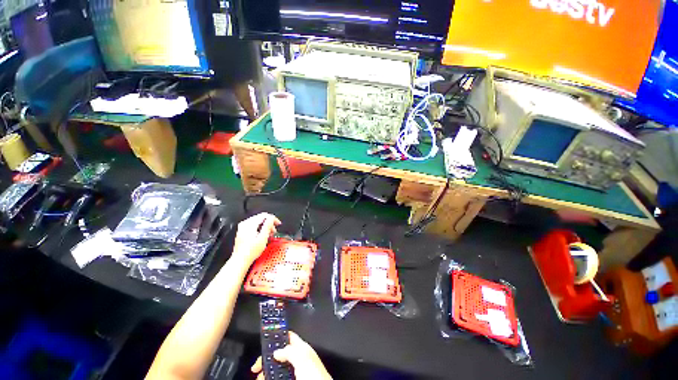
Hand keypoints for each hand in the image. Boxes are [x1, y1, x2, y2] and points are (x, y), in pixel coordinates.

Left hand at [232, 213, 280, 266]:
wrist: (240, 260)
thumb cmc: (251, 251)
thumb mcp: (263, 238)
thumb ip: (268, 226)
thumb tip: (272, 218)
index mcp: (249, 224)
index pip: (264, 215)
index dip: (273, 218)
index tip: (278, 224)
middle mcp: (245, 224)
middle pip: (261, 218)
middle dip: (269, 223)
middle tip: (274, 230)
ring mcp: (243, 227)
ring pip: (258, 221)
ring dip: (265, 226)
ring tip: (269, 234)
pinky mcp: (242, 231)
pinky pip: (254, 225)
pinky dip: (260, 228)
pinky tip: (263, 235)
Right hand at [251, 331, 331, 379]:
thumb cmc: (314, 374)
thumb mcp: (302, 358)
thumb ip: (289, 351)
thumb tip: (276, 351)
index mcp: (301, 348)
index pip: (288, 337)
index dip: (277, 336)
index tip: (263, 342)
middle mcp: (297, 359)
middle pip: (279, 354)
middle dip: (267, 359)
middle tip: (256, 367)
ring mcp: (294, 372)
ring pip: (277, 369)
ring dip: (266, 372)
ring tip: (259, 378)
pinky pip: (278, 378)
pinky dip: (270, 378)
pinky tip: (265, 379)